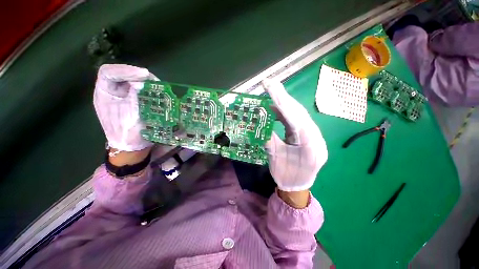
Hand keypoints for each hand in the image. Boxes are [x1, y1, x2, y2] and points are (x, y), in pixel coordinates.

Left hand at [94, 64, 157, 151]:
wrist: (130, 146)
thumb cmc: (128, 135)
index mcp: (104, 94)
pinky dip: (148, 88)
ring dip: (145, 81)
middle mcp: (111, 91)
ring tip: (157, 86)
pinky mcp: (131, 99)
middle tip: (154, 81)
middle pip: (122, 74)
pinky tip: (155, 92)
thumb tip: (143, 85)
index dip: (126, 70)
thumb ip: (135, 100)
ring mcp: (121, 95)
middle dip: (138, 75)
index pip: (109, 72)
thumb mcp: (131, 117)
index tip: (144, 75)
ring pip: (131, 80)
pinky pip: (138, 88)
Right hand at [262, 78, 327, 191]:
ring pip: (298, 114)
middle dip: (283, 96)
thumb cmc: (286, 176)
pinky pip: (296, 120)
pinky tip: (276, 108)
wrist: (297, 187)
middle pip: (298, 112)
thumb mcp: (275, 158)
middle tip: (269, 83)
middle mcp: (315, 136)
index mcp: (309, 144)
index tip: (270, 86)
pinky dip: (285, 113)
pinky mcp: (308, 135)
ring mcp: (314, 135)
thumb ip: (269, 138)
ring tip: (271, 92)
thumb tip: (261, 120)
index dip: (281, 101)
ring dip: (284, 103)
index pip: (294, 117)